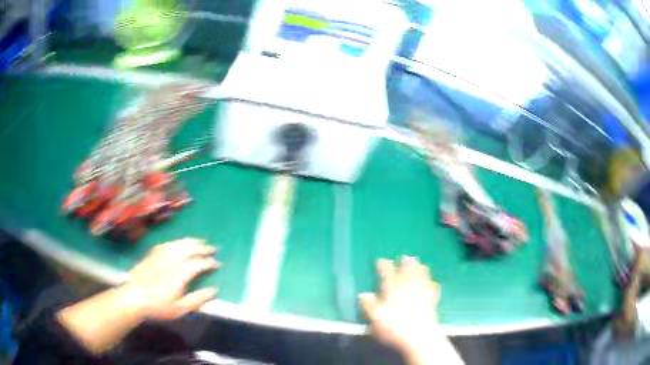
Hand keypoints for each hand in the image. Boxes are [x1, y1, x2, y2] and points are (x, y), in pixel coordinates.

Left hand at [124, 237, 219, 319]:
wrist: (134, 297)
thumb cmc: (159, 306)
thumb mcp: (180, 308)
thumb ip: (198, 299)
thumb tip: (214, 290)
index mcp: (180, 272)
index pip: (199, 263)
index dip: (210, 262)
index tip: (217, 264)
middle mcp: (172, 259)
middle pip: (190, 248)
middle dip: (203, 248)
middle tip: (212, 249)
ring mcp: (161, 254)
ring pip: (180, 242)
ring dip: (192, 241)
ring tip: (200, 242)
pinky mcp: (153, 253)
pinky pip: (168, 243)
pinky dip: (178, 242)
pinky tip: (179, 244)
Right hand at [359, 256, 439, 353]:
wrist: (419, 337)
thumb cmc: (394, 328)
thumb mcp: (376, 318)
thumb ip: (369, 305)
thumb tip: (363, 294)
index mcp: (393, 291)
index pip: (388, 275)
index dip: (384, 266)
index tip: (381, 260)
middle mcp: (408, 289)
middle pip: (408, 273)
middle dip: (406, 264)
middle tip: (405, 256)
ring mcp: (421, 295)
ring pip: (421, 278)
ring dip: (420, 269)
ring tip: (419, 263)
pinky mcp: (431, 303)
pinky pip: (432, 290)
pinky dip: (432, 285)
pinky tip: (434, 283)